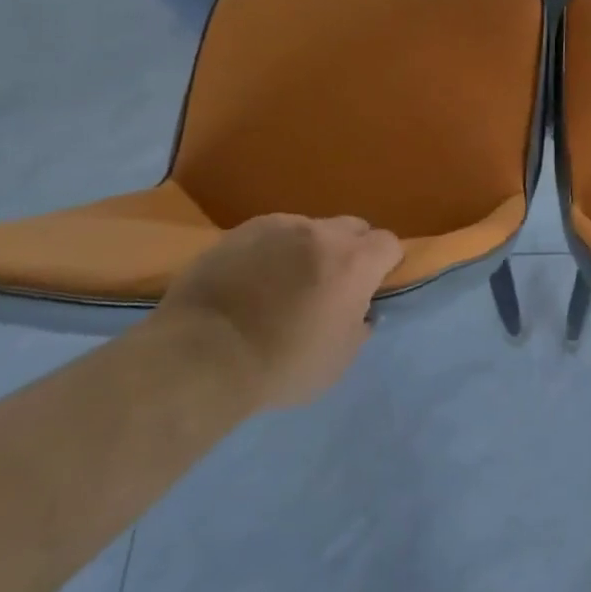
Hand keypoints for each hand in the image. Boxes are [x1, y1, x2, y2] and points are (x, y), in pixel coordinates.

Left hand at [155, 214, 403, 407]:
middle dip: (350, 250)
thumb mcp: (338, 361)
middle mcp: (323, 233)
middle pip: (353, 228)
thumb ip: (359, 327)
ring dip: (309, 250)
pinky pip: (271, 234)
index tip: (369, 289)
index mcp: (355, 262)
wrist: (201, 357)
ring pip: (310, 229)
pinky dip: (272, 251)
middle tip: (330, 285)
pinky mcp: (242, 230)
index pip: (389, 244)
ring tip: (283, 283)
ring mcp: (280, 226)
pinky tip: (251, 280)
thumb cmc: (281, 365)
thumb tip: (361, 311)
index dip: (384, 265)